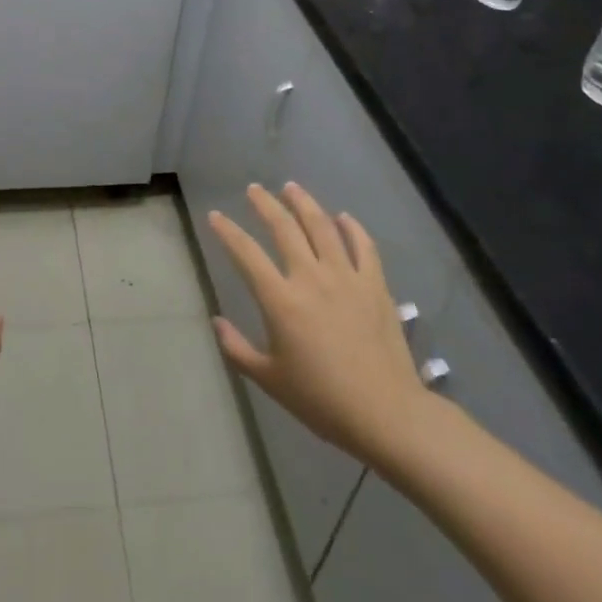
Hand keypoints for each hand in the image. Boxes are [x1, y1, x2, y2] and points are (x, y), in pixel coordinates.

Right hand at [208, 182, 430, 469]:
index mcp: (281, 300)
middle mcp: (310, 277)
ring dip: (303, 202)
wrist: (386, 414)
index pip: (246, 253)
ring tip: (291, 187)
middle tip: (254, 189)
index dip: (227, 231)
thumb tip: (216, 322)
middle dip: (265, 203)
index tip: (215, 215)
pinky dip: (352, 227)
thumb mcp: (270, 380)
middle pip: (283, 227)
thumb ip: (238, 349)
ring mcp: (346, 276)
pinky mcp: (375, 284)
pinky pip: (363, 245)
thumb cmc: (322, 400)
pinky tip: (343, 217)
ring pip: (321, 226)